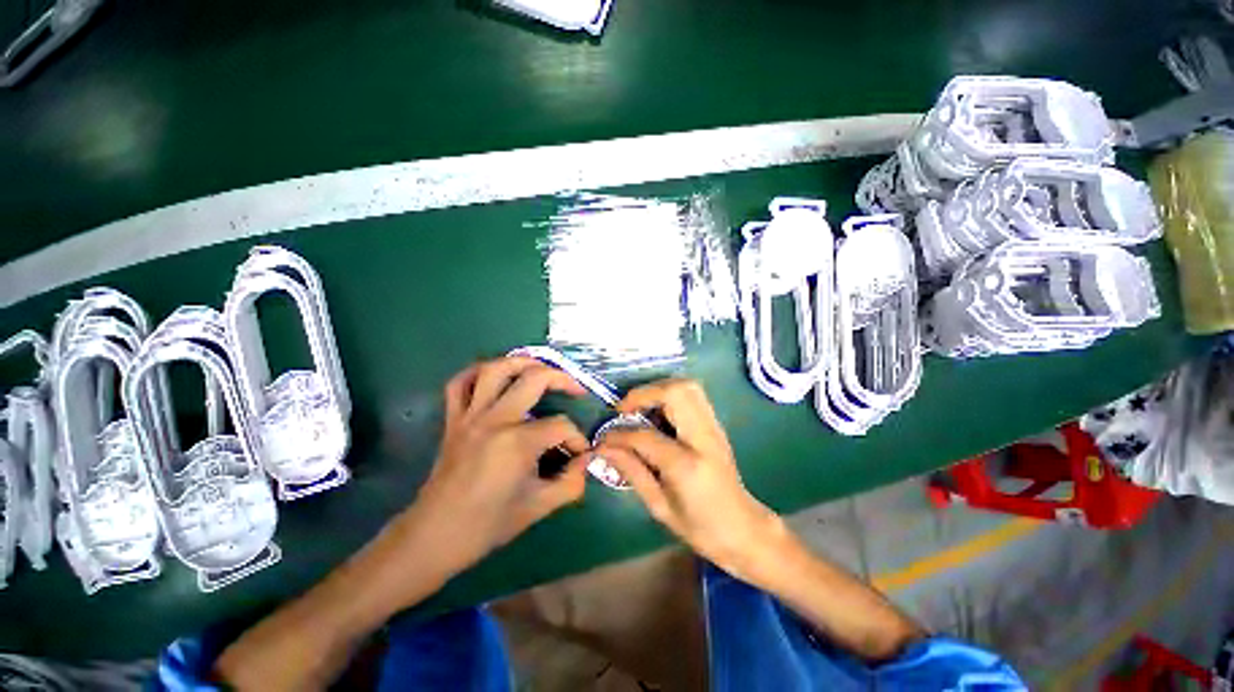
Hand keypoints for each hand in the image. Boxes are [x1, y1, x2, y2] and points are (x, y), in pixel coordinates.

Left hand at [399, 357, 591, 578]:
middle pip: (536, 379)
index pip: (560, 426)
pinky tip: (494, 376)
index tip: (581, 454)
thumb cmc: (488, 524)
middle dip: (564, 380)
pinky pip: (460, 383)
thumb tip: (587, 460)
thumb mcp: (539, 507)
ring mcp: (471, 415)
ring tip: (541, 368)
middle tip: (577, 391)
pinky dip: (477, 372)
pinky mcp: (453, 419)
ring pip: (496, 369)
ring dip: (523, 362)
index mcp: (517, 442)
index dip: (577, 439)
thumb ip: (571, 482)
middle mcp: (495, 419)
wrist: (435, 535)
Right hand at [594, 379, 781, 578]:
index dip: (619, 434)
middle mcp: (703, 438)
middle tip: (625, 410)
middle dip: (644, 393)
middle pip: (675, 392)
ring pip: (687, 386)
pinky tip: (658, 414)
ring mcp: (714, 428)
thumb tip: (604, 448)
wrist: (743, 528)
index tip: (603, 438)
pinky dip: (670, 395)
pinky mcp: (716, 425)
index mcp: (686, 465)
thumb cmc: (700, 527)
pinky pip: (692, 395)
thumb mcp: (659, 506)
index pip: (645, 436)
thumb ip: (631, 471)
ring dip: (658, 389)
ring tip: (640, 409)